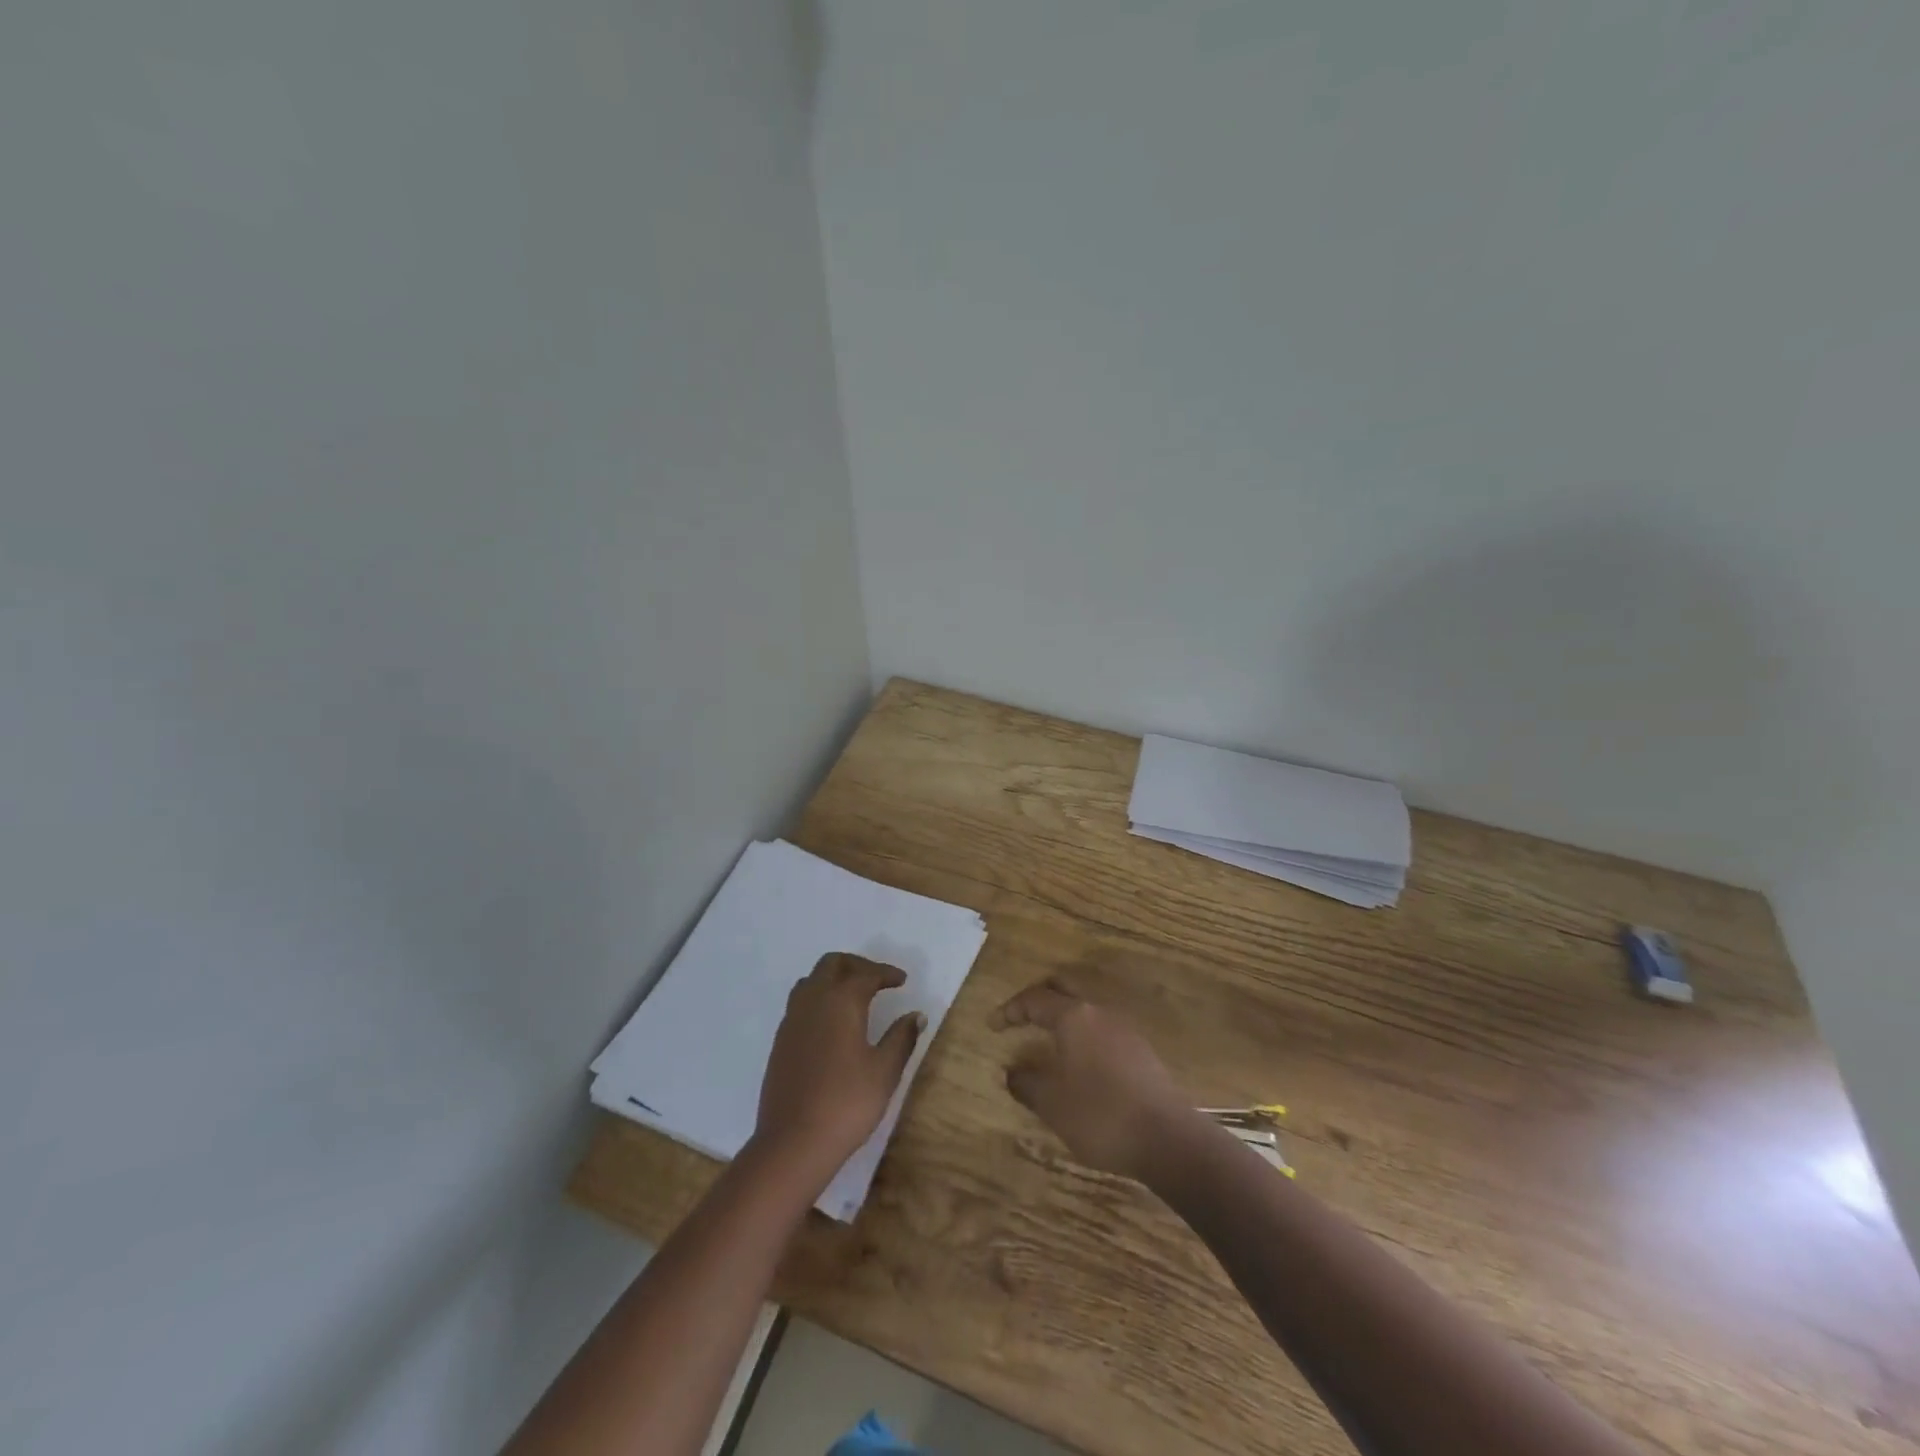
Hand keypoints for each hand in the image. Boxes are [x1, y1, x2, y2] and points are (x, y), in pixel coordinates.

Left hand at [753, 953, 924, 1187]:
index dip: (886, 973)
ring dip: (833, 978)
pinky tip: (831, 1023)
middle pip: (832, 964)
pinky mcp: (780, 1041)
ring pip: (811, 981)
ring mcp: (792, 1020)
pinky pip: (800, 1003)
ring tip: (854, 996)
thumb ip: (901, 1038)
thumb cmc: (846, 1103)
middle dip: (857, 965)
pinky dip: (819, 999)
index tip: (902, 980)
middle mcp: (813, 1001)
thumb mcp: (884, 1071)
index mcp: (841, 1001)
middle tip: (878, 980)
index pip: (866, 974)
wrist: (792, 1143)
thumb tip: (916, 1015)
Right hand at [990, 977, 1196, 1180]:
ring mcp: (1124, 1029)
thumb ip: (1026, 1083)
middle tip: (1021, 1018)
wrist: (1168, 1139)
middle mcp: (1099, 1012)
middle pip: (1064, 989)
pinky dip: (1082, 1035)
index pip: (1034, 999)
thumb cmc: (1101, 1115)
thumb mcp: (1052, 1104)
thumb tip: (1012, 1072)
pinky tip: (1079, 1063)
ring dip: (1063, 1018)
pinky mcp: (1140, 1050)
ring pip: (1085, 1009)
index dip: (1010, 1010)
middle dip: (1039, 999)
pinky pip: (1102, 1029)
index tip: (993, 1025)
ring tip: (1048, 1042)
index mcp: (1074, 1017)